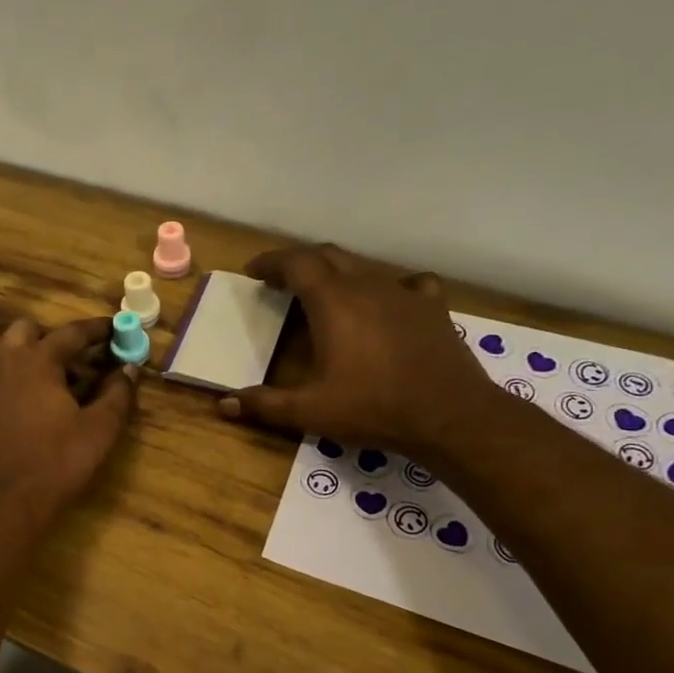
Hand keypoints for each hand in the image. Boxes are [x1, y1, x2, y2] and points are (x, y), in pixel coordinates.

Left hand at [0, 317, 136, 518]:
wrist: (2, 500)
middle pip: (25, 329)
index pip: (72, 332)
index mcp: (38, 359)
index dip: (96, 330)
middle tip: (65, 362)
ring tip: (25, 374)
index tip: (111, 329)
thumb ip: (117, 394)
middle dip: (47, 339)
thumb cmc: (57, 463)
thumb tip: (129, 369)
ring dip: (10, 352)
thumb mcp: (99, 430)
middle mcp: (1, 358)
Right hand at [217, 244, 499, 453]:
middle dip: (301, 264)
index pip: (297, 263)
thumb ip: (265, 405)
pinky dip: (389, 288)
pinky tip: (388, 303)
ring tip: (326, 295)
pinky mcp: (433, 307)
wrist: (450, 415)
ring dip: (339, 274)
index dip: (272, 262)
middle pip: (328, 257)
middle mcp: (367, 286)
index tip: (254, 271)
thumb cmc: (373, 407)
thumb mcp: (310, 411)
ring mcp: (404, 293)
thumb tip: (223, 405)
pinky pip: (407, 284)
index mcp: (333, 302)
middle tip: (283, 282)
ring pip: (365, 268)